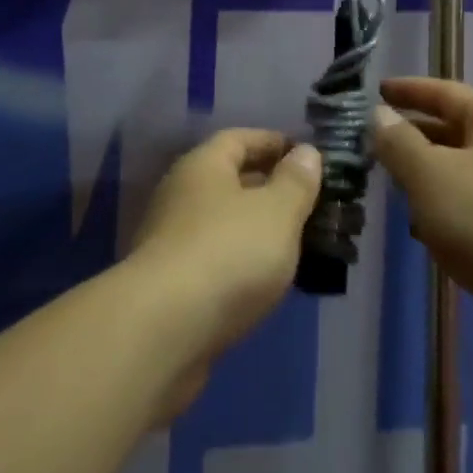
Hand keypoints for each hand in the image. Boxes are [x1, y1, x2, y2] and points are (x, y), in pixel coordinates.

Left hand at [123, 129, 321, 420]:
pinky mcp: (169, 287)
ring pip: (223, 224)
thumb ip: (296, 182)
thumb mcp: (277, 212)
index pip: (241, 139)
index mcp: (203, 165)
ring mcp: (171, 241)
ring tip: (297, 245)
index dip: (275, 143)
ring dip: (256, 230)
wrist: (161, 333)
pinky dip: (241, 265)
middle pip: (230, 180)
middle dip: (269, 188)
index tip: (308, 157)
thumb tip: (306, 153)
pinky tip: (266, 283)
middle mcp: (181, 194)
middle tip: (311, 204)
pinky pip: (215, 261)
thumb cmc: (226, 254)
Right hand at [370, 78, 472, 387]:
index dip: (409, 90)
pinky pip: (472, 204)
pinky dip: (445, 207)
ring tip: (391, 182)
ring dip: (427, 174)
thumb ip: (398, 141)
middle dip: (414, 135)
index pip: (447, 92)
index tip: (377, 91)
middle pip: (456, 130)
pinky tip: (420, 226)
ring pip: (462, 170)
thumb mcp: (428, 173)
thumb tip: (380, 115)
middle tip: (375, 141)